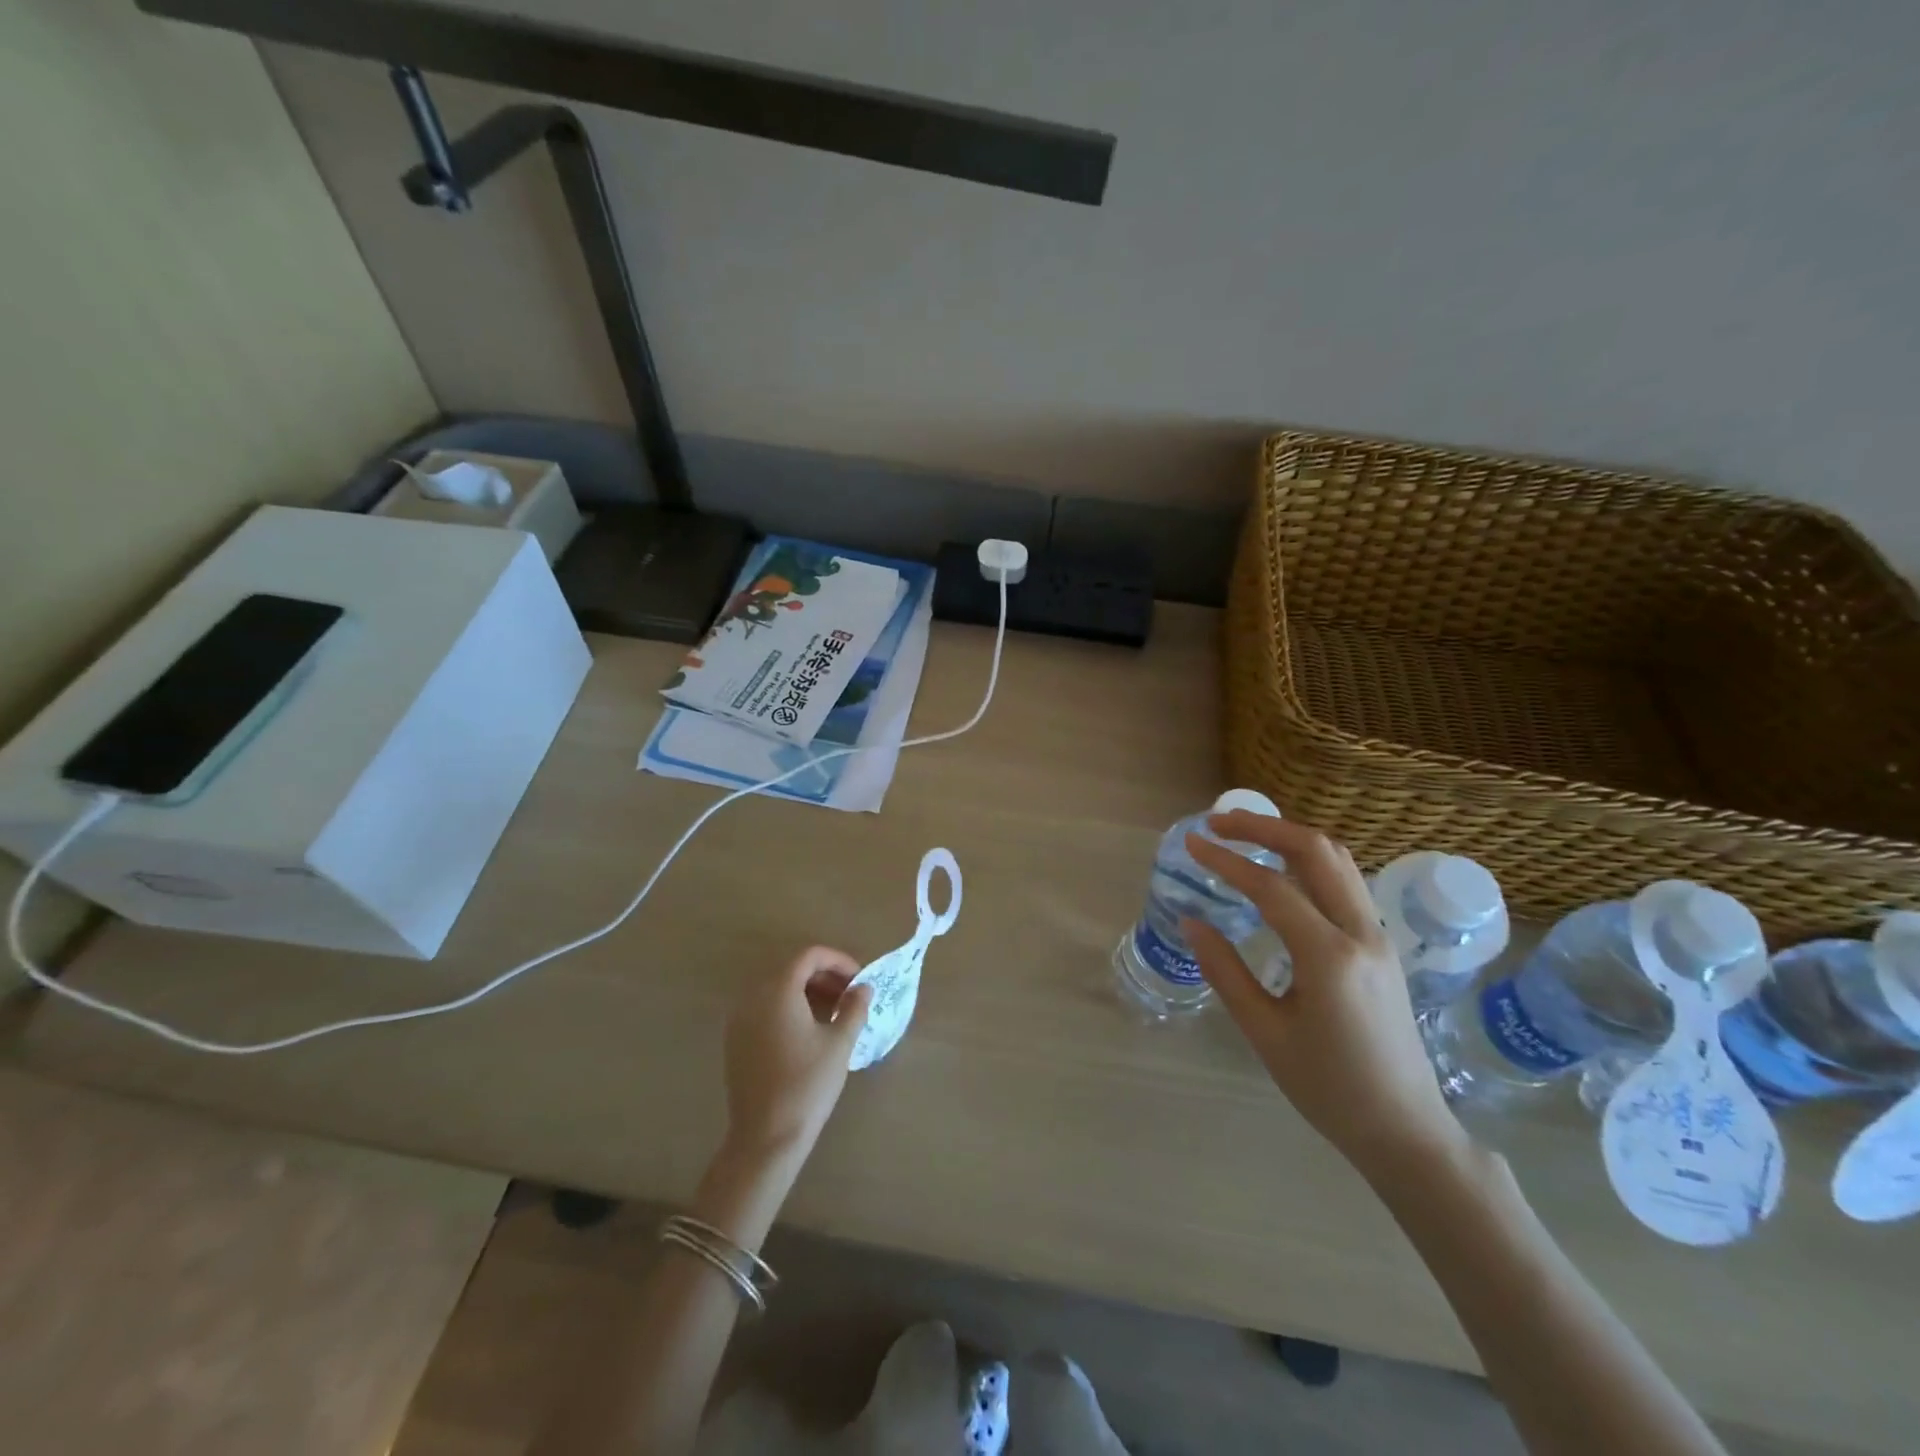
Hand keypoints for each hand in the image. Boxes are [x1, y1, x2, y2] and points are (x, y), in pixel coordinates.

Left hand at [722, 946, 873, 1164]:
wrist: (766, 1138)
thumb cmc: (807, 1084)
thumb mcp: (839, 1043)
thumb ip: (854, 1007)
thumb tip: (863, 988)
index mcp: (778, 990)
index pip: (809, 956)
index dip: (838, 961)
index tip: (860, 979)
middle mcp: (753, 997)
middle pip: (792, 969)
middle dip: (824, 976)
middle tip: (851, 996)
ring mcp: (740, 1019)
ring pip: (778, 990)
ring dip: (808, 992)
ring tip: (835, 1014)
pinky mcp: (736, 1041)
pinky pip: (766, 1009)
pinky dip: (790, 1009)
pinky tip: (810, 1032)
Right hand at [1183, 813, 1468, 1183]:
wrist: (1405, 1129)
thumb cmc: (1328, 1088)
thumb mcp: (1264, 1033)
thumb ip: (1225, 970)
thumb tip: (1191, 922)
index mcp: (1329, 958)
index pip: (1271, 887)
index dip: (1227, 861)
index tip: (1192, 844)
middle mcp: (1361, 934)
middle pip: (1316, 851)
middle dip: (1264, 827)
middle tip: (1219, 822)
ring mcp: (1378, 937)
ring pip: (1337, 861)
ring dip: (1289, 838)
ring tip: (1245, 835)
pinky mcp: (1380, 945)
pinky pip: (1345, 882)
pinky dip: (1308, 861)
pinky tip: (1279, 871)